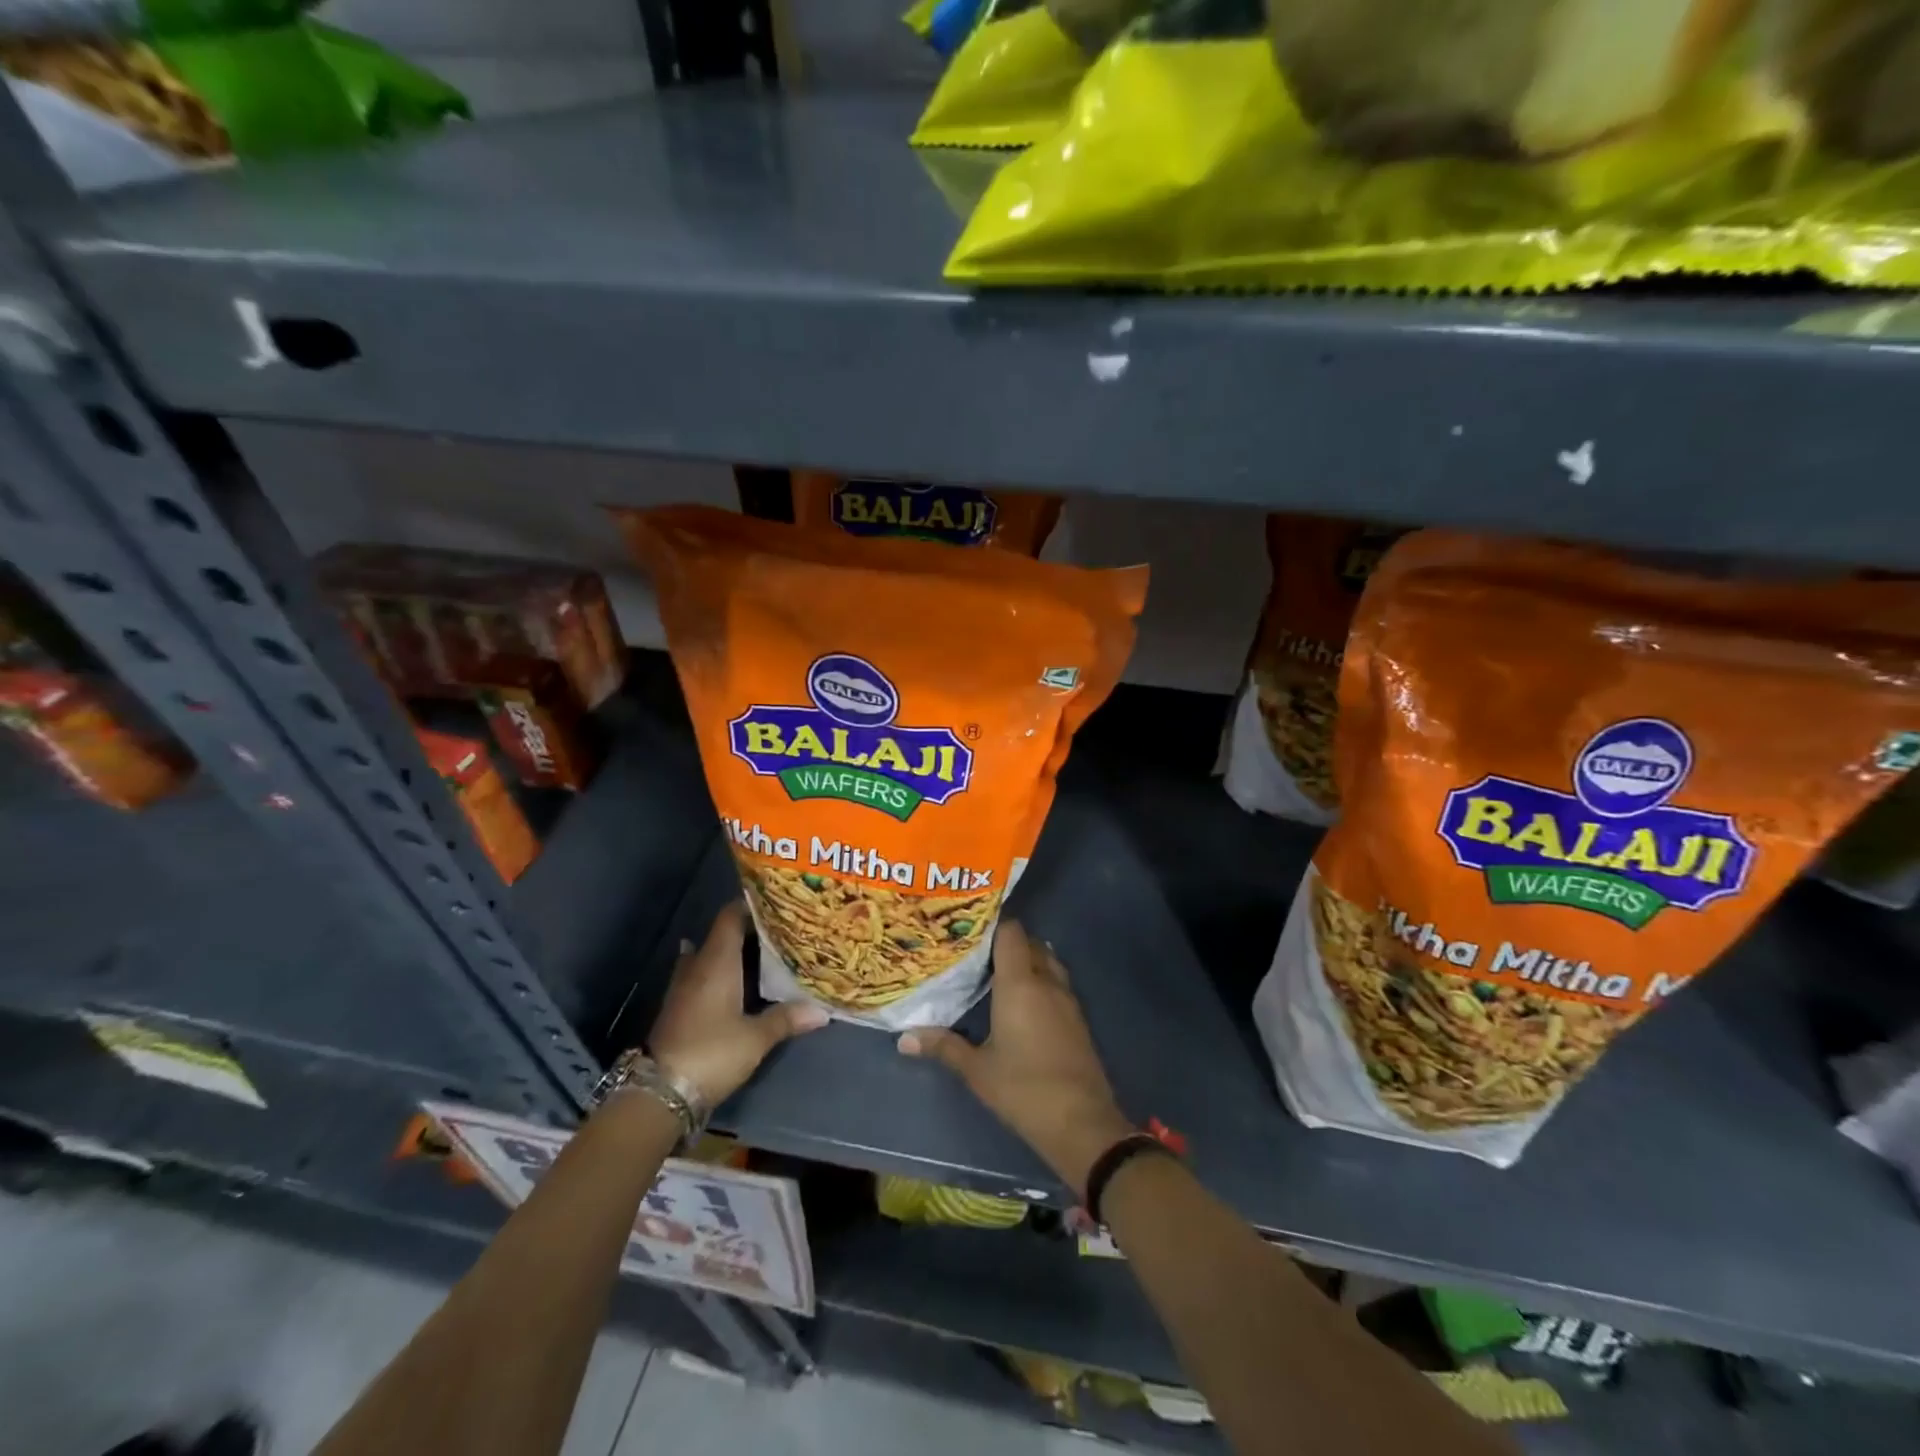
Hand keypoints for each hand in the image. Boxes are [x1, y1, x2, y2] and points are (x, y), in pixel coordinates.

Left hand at [648, 903, 827, 1105]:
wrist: (660, 1092)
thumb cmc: (712, 1052)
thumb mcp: (756, 1038)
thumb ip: (786, 1019)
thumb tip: (822, 1011)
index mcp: (717, 962)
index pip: (730, 917)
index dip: (751, 905)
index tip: (777, 902)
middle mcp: (697, 966)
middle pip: (721, 935)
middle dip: (747, 930)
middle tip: (779, 931)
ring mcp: (683, 987)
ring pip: (708, 956)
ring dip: (730, 953)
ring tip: (760, 954)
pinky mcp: (678, 1008)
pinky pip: (700, 976)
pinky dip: (718, 973)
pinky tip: (734, 982)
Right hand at [898, 920, 1134, 1194]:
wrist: (1081, 1122)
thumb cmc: (1023, 1089)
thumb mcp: (977, 1069)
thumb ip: (943, 1046)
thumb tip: (904, 1038)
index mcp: (1020, 983)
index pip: (1011, 932)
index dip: (992, 925)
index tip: (968, 929)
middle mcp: (1046, 981)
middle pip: (1029, 943)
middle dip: (1006, 943)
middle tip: (977, 953)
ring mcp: (1067, 999)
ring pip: (1047, 961)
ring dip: (1026, 960)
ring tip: (996, 973)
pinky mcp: (1078, 1018)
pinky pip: (1057, 983)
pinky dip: (1040, 981)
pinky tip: (1022, 1001)